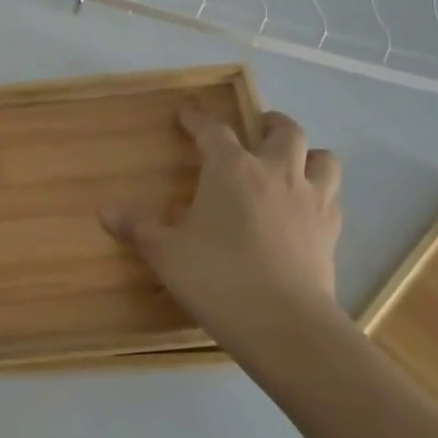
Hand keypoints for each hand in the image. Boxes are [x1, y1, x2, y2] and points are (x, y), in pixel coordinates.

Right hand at [103, 109, 342, 357]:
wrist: (285, 324)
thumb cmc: (218, 278)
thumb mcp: (167, 254)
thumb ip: (140, 228)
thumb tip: (105, 213)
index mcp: (231, 168)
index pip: (213, 130)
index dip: (198, 119)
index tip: (187, 113)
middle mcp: (275, 172)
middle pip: (283, 130)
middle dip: (269, 124)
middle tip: (256, 130)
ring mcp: (310, 200)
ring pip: (322, 158)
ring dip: (307, 155)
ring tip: (291, 165)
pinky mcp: (331, 231)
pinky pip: (332, 198)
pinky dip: (320, 195)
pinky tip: (304, 211)